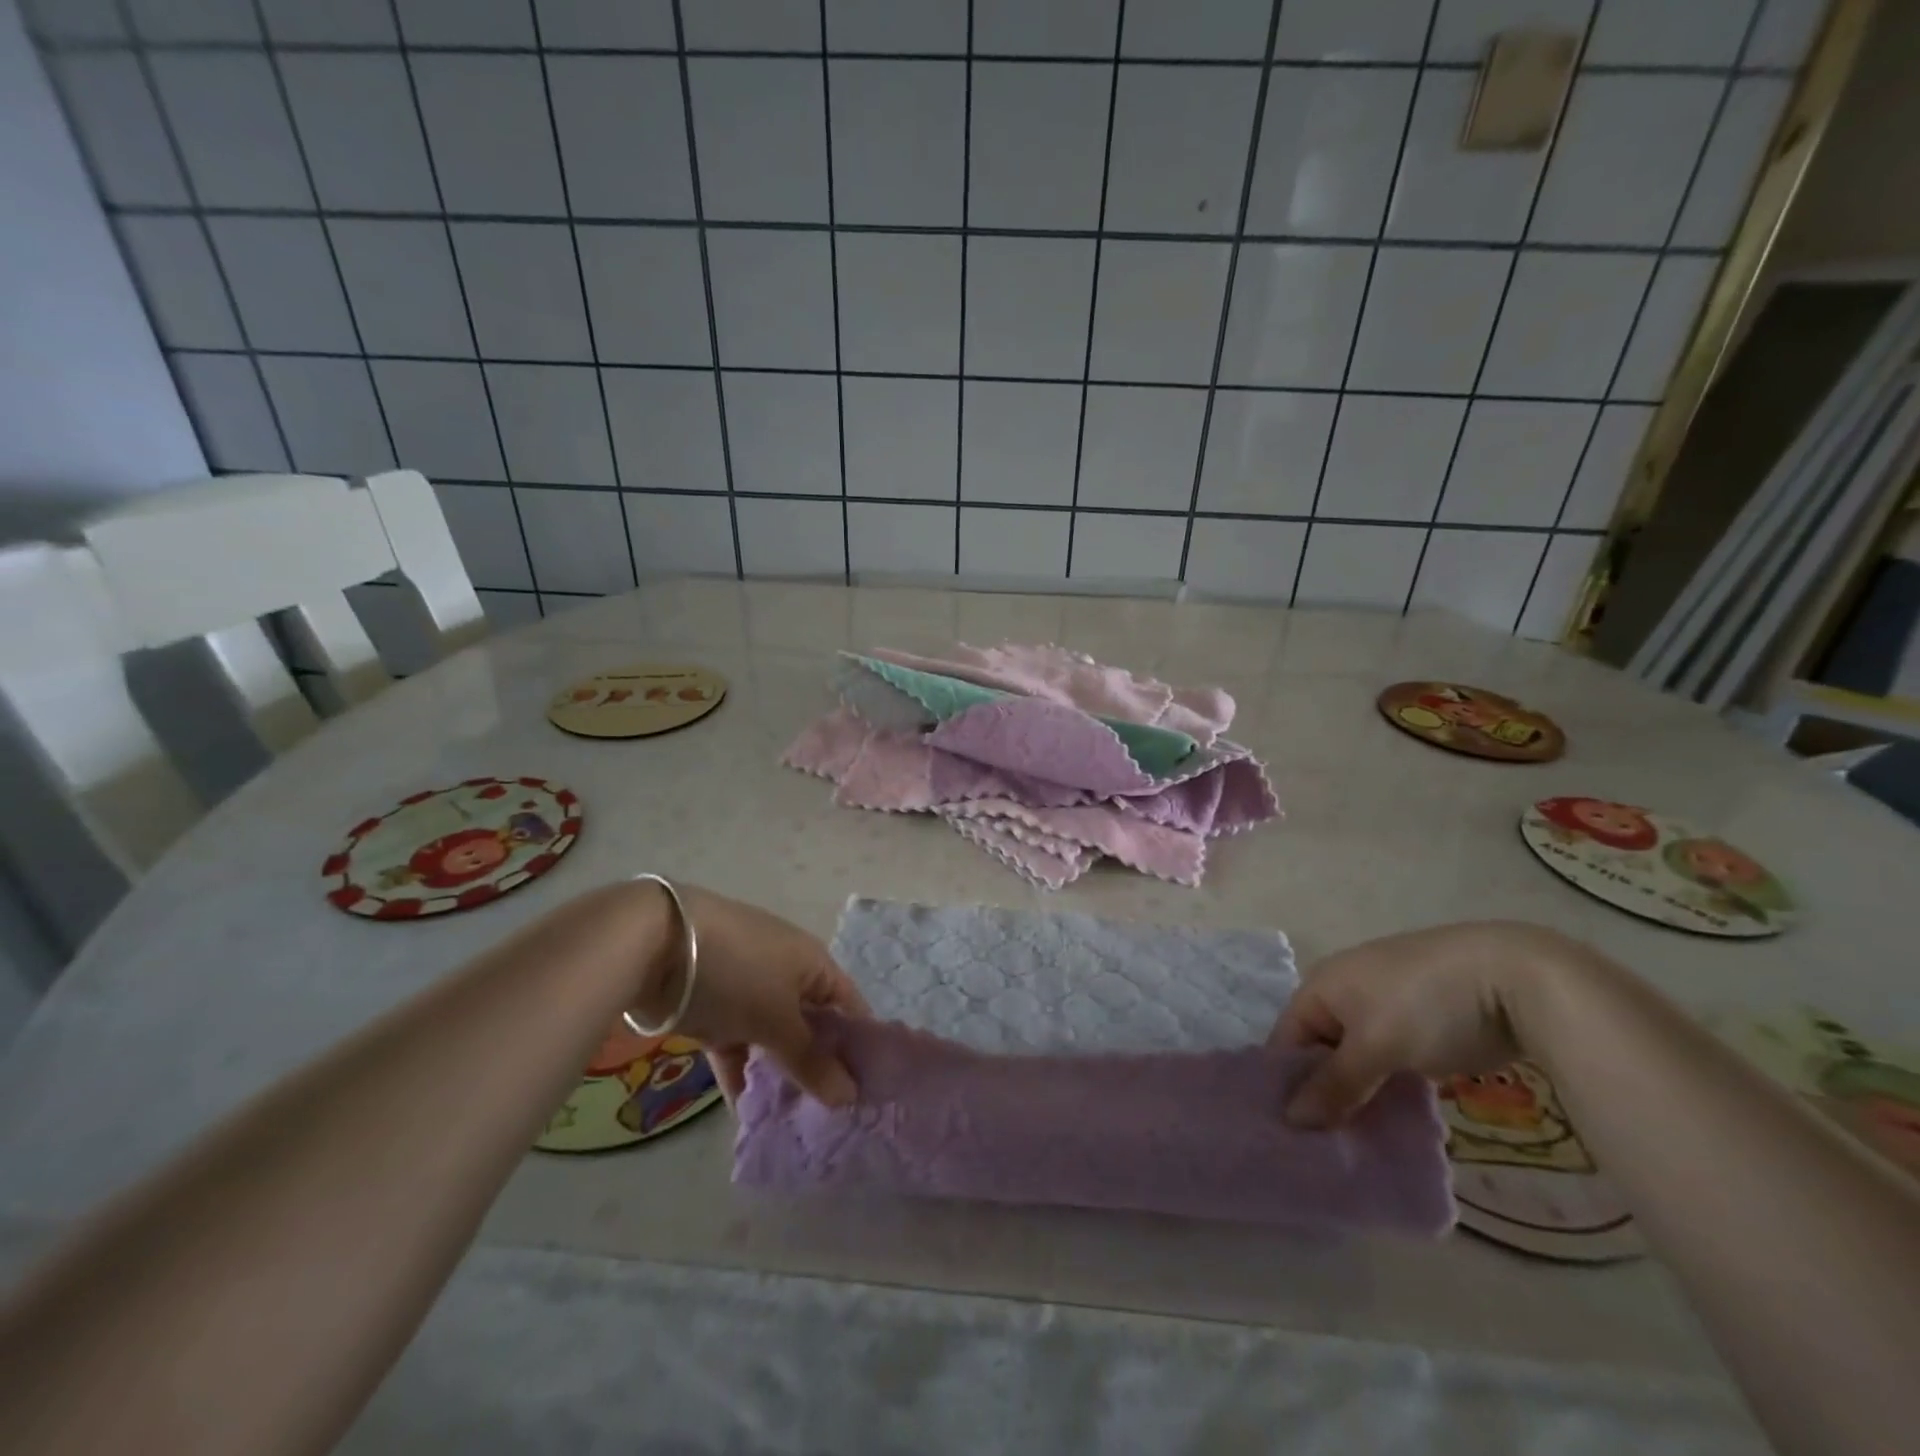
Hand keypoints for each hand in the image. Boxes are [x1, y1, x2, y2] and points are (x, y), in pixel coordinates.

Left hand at [633, 884, 869, 1106]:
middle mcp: (786, 974)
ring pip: (773, 1039)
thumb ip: (811, 1061)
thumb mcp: (777, 1019)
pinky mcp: (713, 1007)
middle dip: (819, 1068)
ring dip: (779, 1076)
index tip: (869, 1094)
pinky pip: (737, 1046)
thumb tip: (850, 1097)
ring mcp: (747, 989)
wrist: (655, 944)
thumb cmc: (737, 973)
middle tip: (831, 1118)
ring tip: (792, 1124)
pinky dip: (741, 1075)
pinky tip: (747, 1116)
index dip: (861, 1047)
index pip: (850, 1006)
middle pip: (812, 1025)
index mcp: (813, 964)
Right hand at [1269, 921, 1582, 1128]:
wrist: (1516, 977)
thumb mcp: (1377, 1046)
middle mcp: (1345, 992)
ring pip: (1358, 1059)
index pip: (1287, 1039)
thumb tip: (1291, 1120)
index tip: (1291, 1135)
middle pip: (1321, 1050)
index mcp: (1322, 985)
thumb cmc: (1426, 1005)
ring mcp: (1385, 1007)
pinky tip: (1394, 1122)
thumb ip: (1335, 1084)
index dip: (1286, 1084)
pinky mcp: (1421, 1024)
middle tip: (1325, 1146)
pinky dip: (1388, 1089)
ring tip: (1358, 1144)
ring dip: (1358, 1096)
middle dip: (1324, 1094)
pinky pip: (1389, 1061)